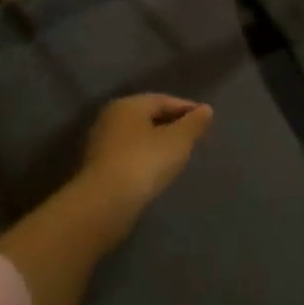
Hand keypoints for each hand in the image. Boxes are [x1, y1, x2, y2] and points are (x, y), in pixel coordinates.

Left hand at [77, 93, 214, 224]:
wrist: (105, 204)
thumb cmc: (145, 162)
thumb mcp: (178, 140)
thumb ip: (194, 123)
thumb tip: (206, 110)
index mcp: (128, 105)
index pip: (163, 100)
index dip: (187, 108)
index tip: (205, 120)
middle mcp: (111, 119)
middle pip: (148, 117)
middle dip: (172, 125)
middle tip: (193, 137)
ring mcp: (101, 145)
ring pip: (138, 138)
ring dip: (158, 144)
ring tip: (178, 156)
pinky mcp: (98, 169)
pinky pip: (129, 156)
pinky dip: (145, 159)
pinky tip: (157, 172)